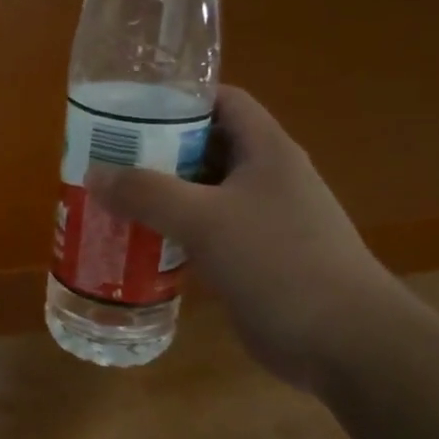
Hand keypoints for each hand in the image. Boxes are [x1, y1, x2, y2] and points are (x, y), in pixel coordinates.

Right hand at [87, 85, 413, 388]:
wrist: (344, 341)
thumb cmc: (278, 262)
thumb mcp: (205, 220)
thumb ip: (147, 194)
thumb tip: (94, 174)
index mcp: (267, 151)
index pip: (223, 102)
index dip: (179, 97)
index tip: (129, 108)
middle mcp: (266, 178)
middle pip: (206, 147)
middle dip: (157, 150)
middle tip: (107, 158)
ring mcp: (263, 221)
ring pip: (203, 194)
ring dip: (161, 196)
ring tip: (111, 199)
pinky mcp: (255, 259)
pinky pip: (206, 233)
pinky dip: (174, 233)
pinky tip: (139, 244)